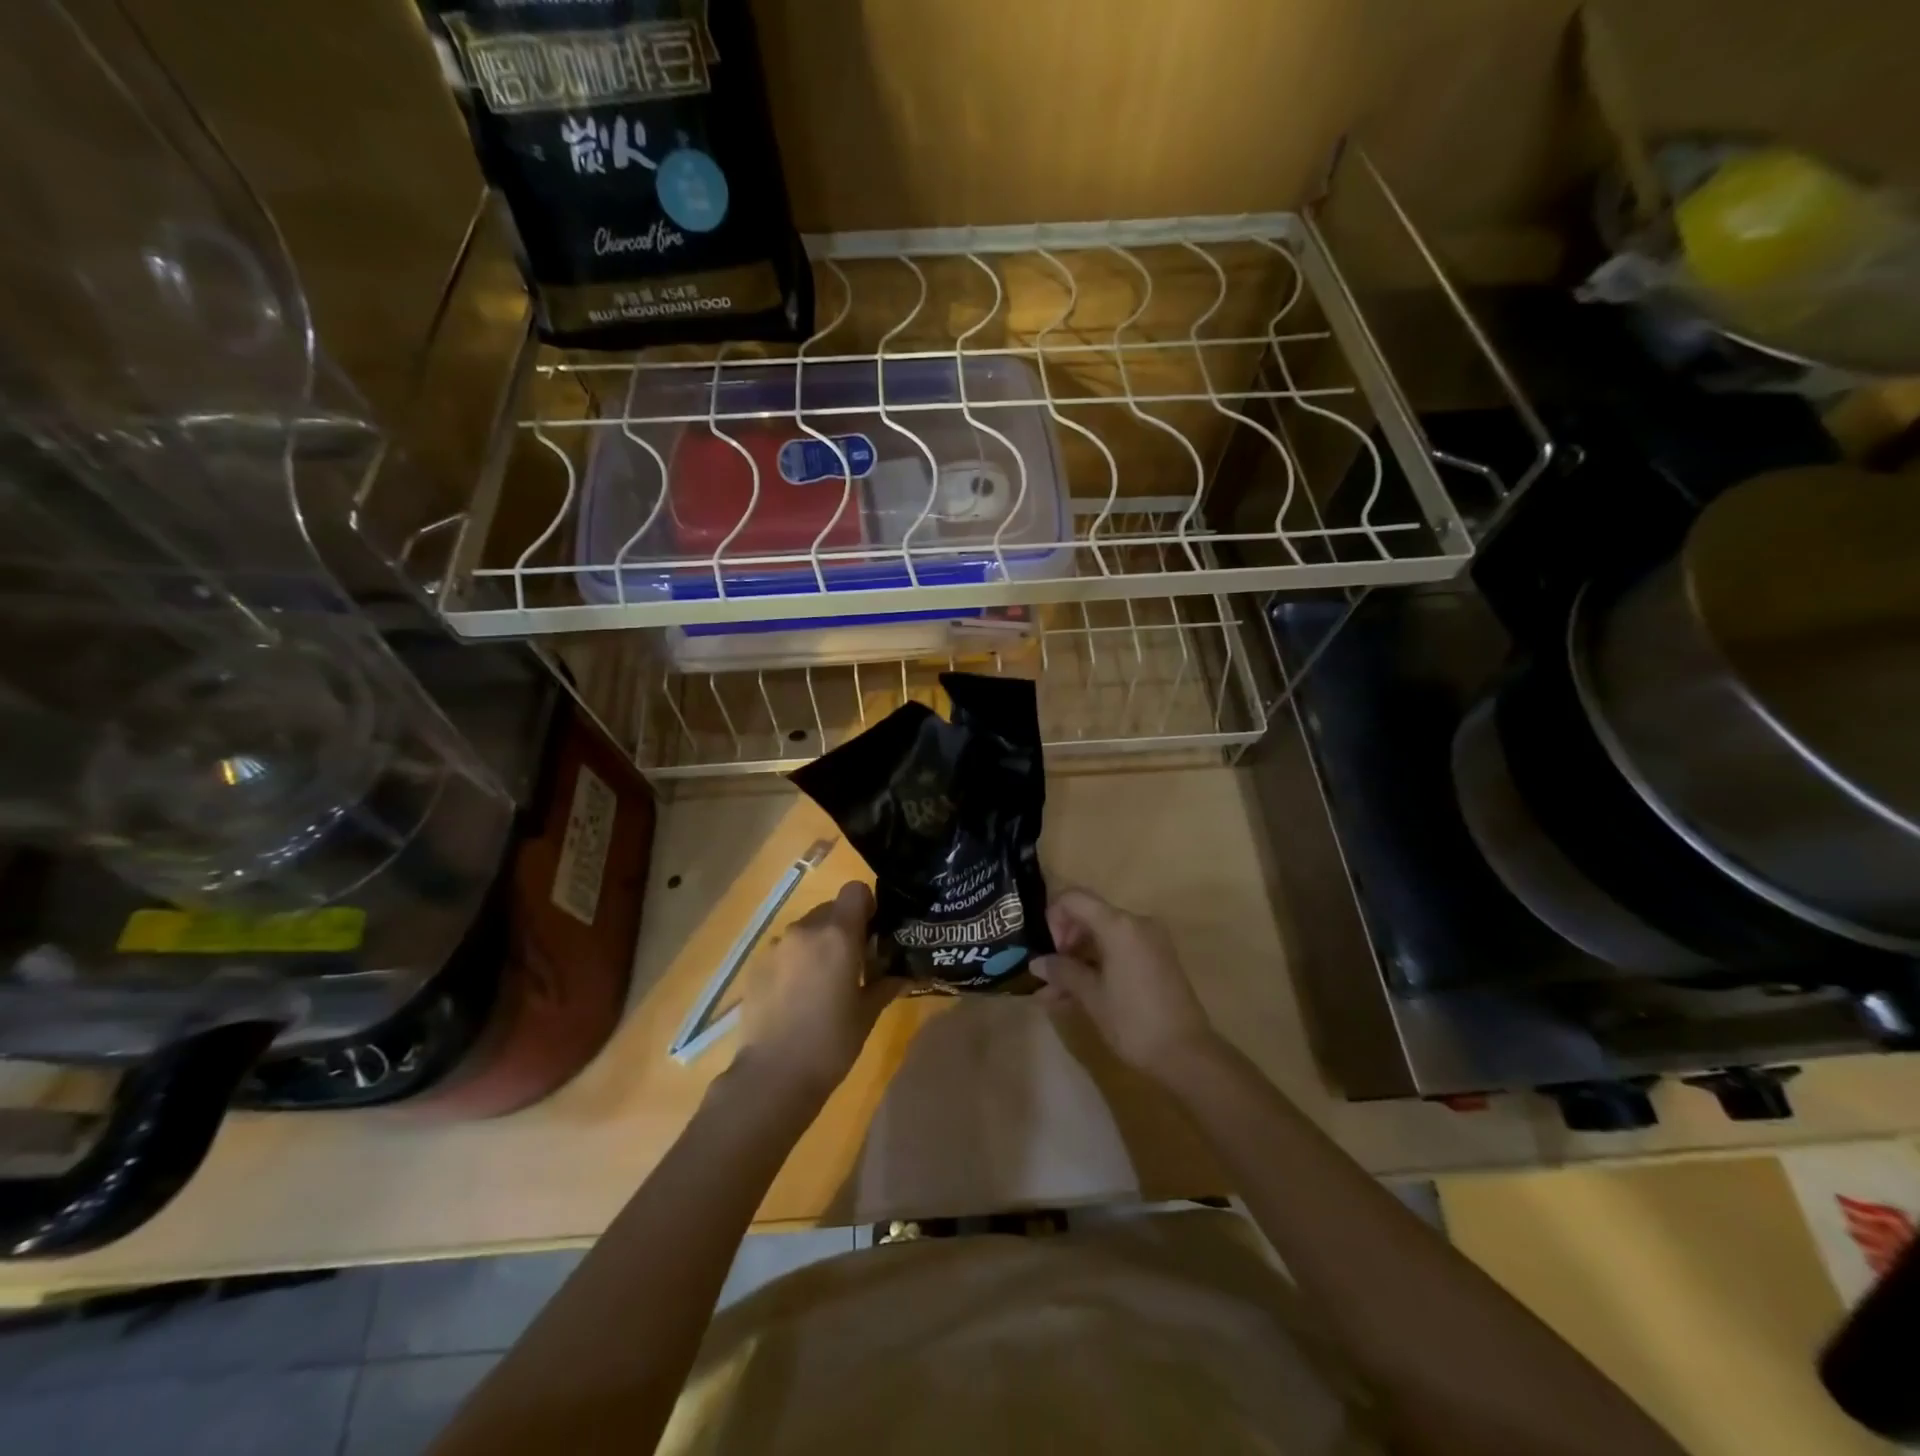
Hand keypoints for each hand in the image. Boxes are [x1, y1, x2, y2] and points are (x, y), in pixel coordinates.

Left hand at [736, 880, 899, 1101]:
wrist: (773, 1076)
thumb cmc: (831, 1043)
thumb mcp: (867, 1014)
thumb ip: (885, 984)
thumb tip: (903, 973)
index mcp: (837, 935)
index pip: (855, 890)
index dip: (866, 906)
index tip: (872, 932)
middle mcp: (805, 930)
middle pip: (830, 909)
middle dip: (843, 929)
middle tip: (851, 964)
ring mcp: (776, 946)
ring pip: (805, 930)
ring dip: (817, 945)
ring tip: (821, 984)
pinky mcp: (756, 965)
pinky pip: (784, 950)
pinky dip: (795, 962)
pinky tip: (796, 997)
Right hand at [1032, 889, 1219, 1081]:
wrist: (1187, 1054)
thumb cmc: (1134, 1021)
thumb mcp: (1091, 996)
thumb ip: (1062, 972)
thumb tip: (1036, 963)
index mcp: (1119, 925)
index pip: (1074, 898)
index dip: (1053, 916)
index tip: (1047, 949)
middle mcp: (1136, 923)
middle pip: (1089, 915)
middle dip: (1064, 941)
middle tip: (1050, 974)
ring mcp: (1150, 940)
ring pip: (1103, 936)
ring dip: (1078, 958)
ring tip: (1056, 993)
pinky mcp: (1157, 959)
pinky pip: (1119, 949)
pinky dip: (1098, 964)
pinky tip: (1078, 994)